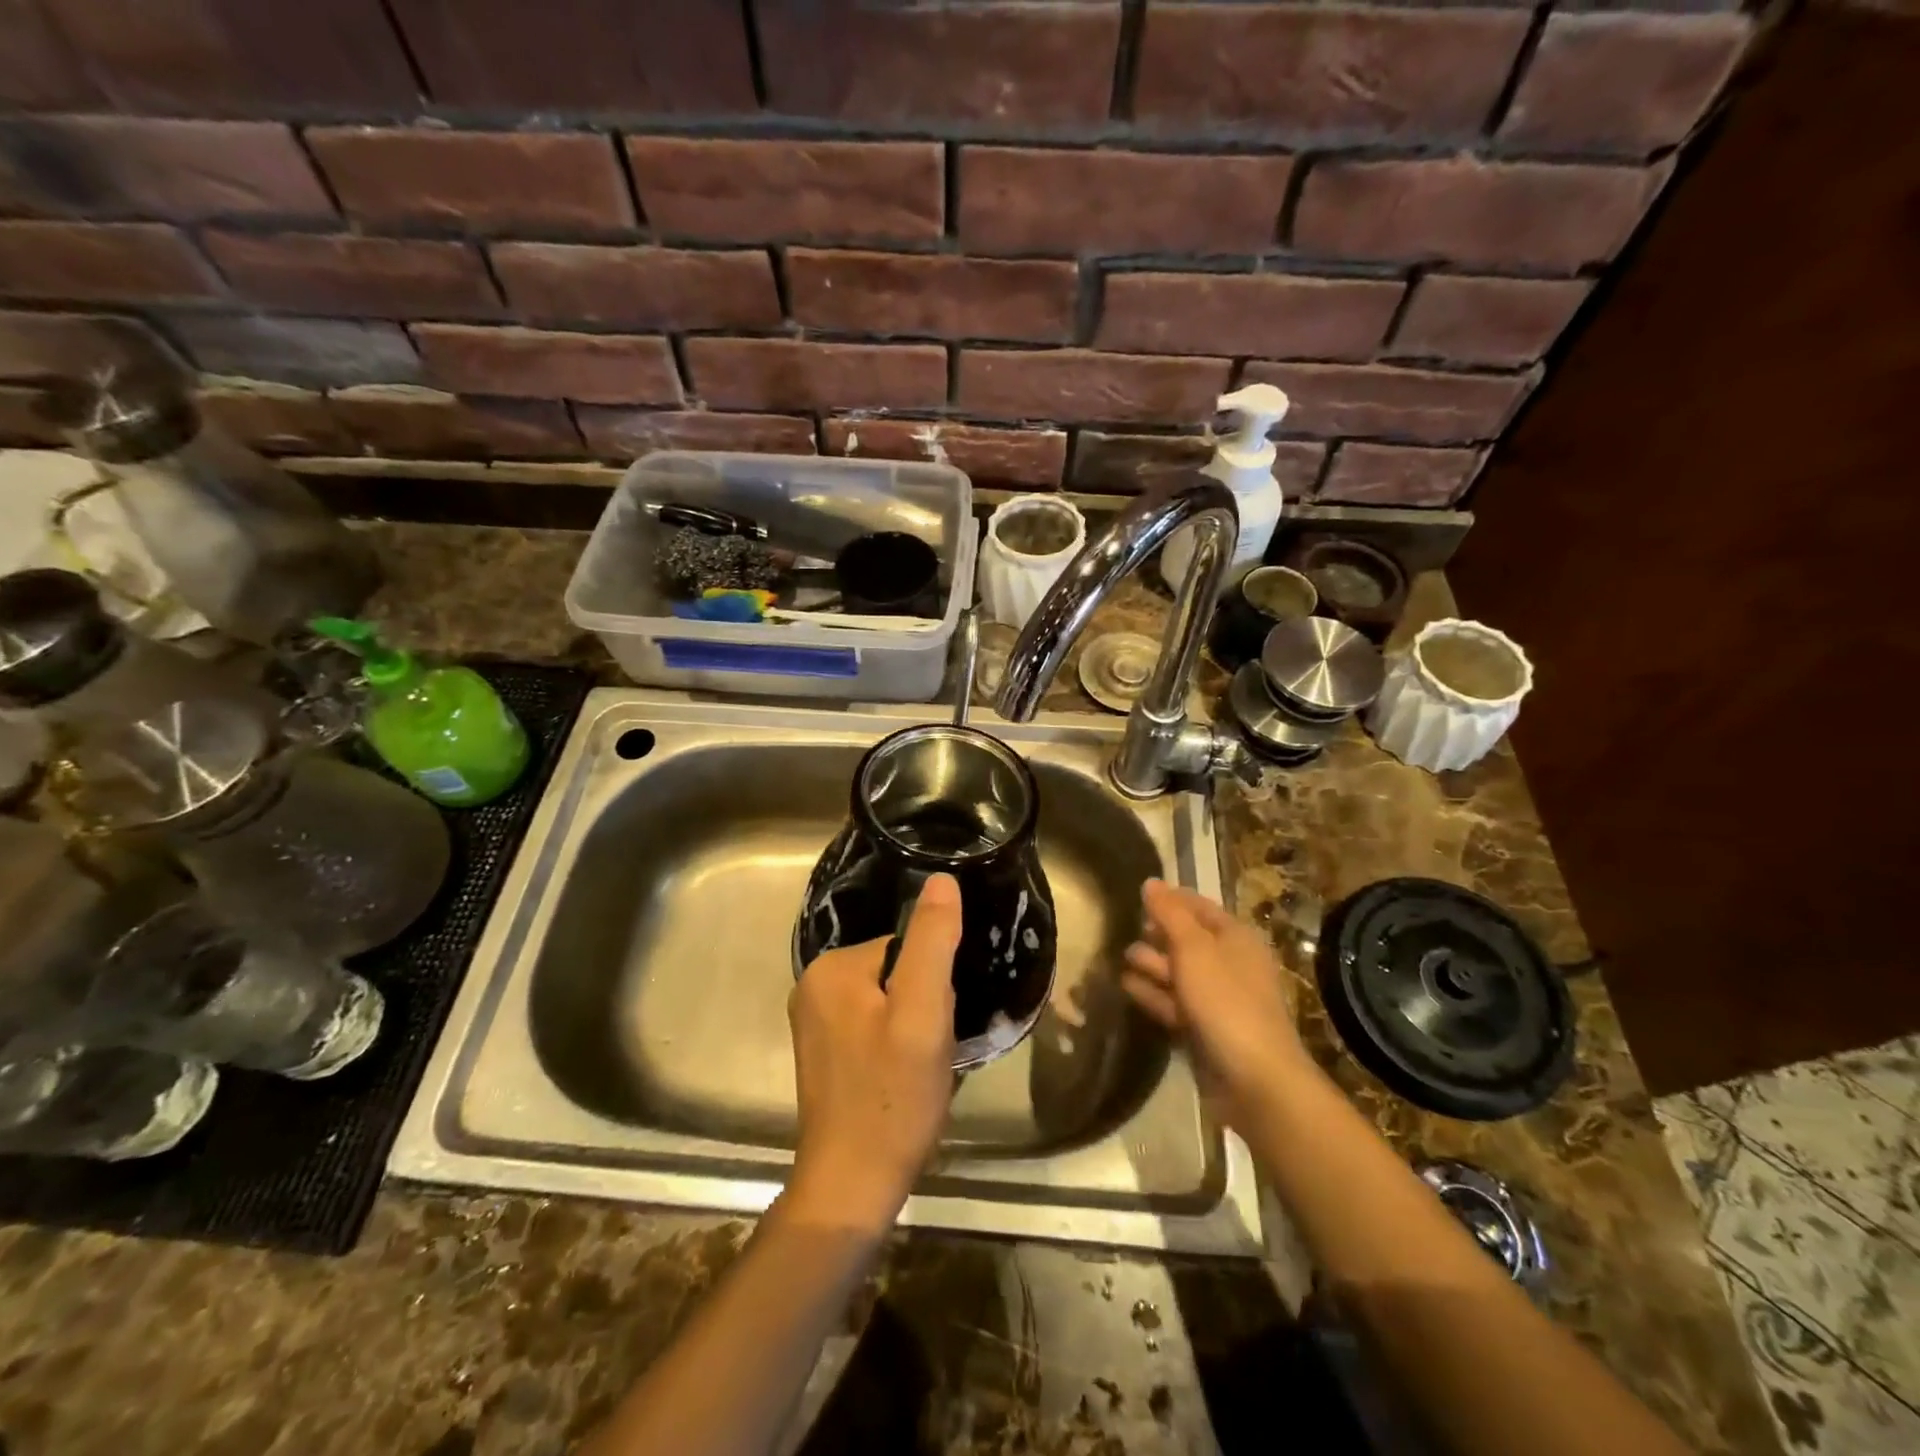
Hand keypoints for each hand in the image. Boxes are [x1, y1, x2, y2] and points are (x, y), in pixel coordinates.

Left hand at [787, 873, 960, 1235]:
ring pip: (890, 1002)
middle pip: (897, 973)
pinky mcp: (824, 1054)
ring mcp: (815, 1023)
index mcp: (831, 968)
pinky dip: (897, 1047)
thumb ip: (933, 942)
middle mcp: (814, 987)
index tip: (935, 1027)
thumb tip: (942, 879)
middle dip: (924, 1008)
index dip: (934, 986)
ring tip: (918, 1070)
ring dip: (914, 1030)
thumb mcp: (923, 1014)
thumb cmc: (892, 1098)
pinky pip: (875, 1028)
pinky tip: (902, 1080)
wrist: (851, 1188)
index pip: (906, 948)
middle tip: (928, 1052)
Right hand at [1120, 879, 1311, 1130]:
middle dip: (1156, 932)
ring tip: (1119, 955)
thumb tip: (1150, 882)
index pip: (1200, 907)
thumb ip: (1169, 913)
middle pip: (1187, 939)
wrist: (1254, 1080)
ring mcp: (1217, 999)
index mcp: (1236, 938)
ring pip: (1178, 972)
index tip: (1138, 893)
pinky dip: (1152, 993)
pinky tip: (1126, 985)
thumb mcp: (1194, 948)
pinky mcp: (1203, 1029)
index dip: (1171, 898)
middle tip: (1122, 924)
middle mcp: (1229, 964)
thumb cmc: (1225, 1001)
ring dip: (1150, 963)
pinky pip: (1173, 1003)